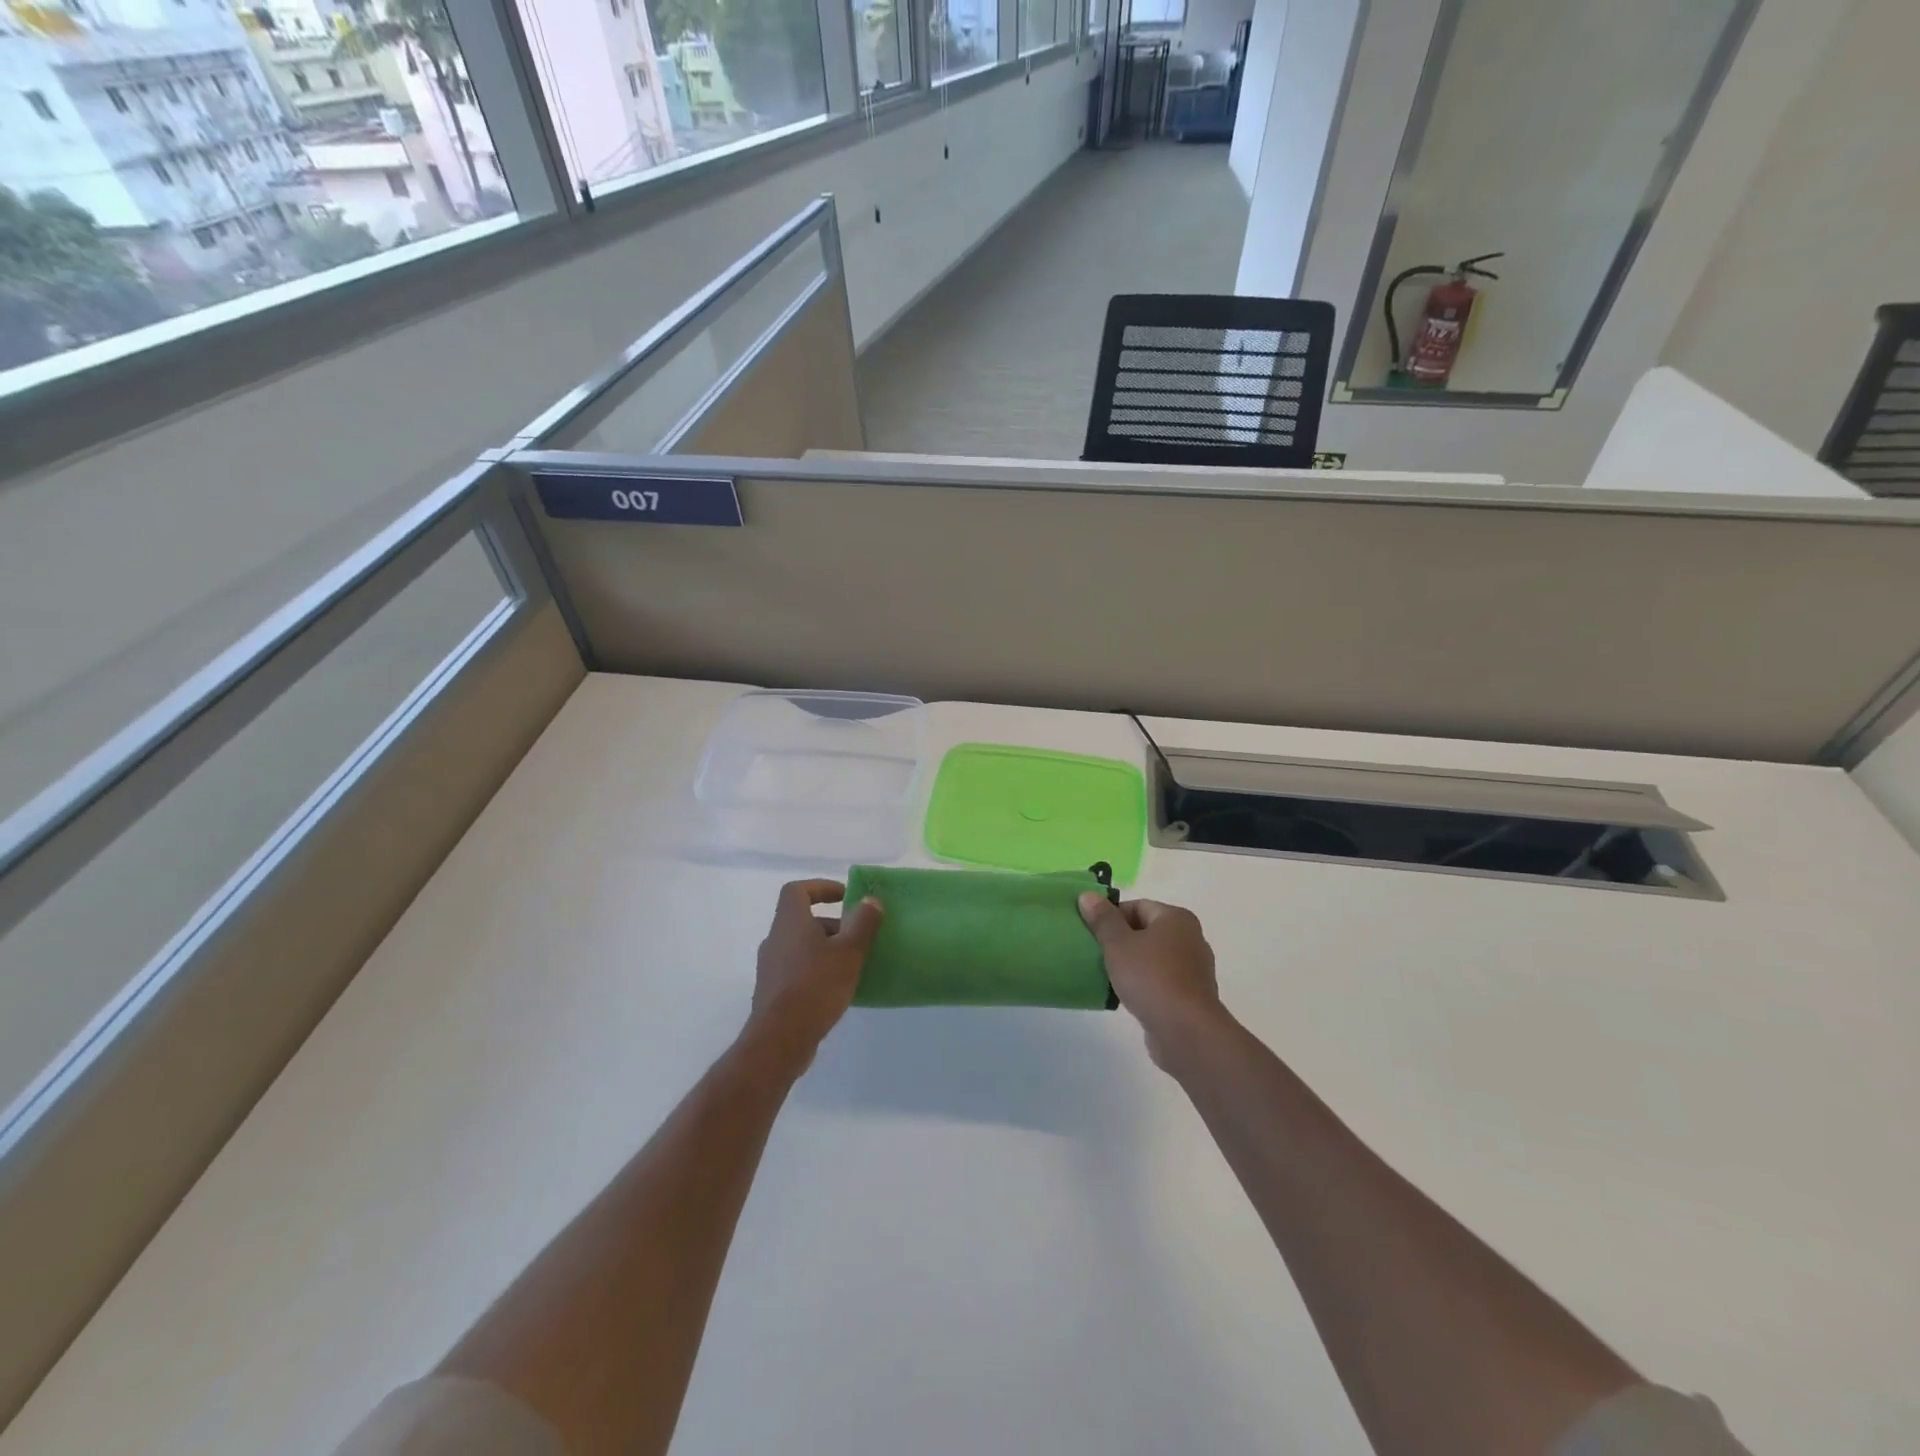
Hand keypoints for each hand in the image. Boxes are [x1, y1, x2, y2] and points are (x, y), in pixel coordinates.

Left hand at [747, 880, 882, 1067]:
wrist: (780, 1039)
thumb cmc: (816, 986)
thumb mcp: (849, 952)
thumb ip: (862, 923)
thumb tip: (871, 900)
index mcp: (790, 922)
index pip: (797, 890)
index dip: (821, 887)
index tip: (845, 896)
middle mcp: (775, 939)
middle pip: (803, 920)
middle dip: (833, 924)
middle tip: (858, 937)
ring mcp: (771, 967)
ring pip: (801, 946)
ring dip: (826, 948)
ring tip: (853, 964)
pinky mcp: (773, 991)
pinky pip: (798, 969)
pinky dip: (817, 970)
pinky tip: (837, 989)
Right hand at [1079, 893, 1224, 1070]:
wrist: (1186, 1031)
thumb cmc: (1151, 977)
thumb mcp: (1118, 944)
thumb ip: (1102, 919)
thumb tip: (1088, 895)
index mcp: (1177, 919)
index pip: (1138, 906)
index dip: (1112, 916)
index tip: (1091, 933)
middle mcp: (1190, 938)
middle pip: (1146, 931)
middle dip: (1120, 940)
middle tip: (1095, 952)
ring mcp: (1193, 969)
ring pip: (1153, 957)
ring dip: (1130, 964)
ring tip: (1106, 975)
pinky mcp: (1191, 996)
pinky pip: (1160, 981)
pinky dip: (1143, 984)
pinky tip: (1125, 995)